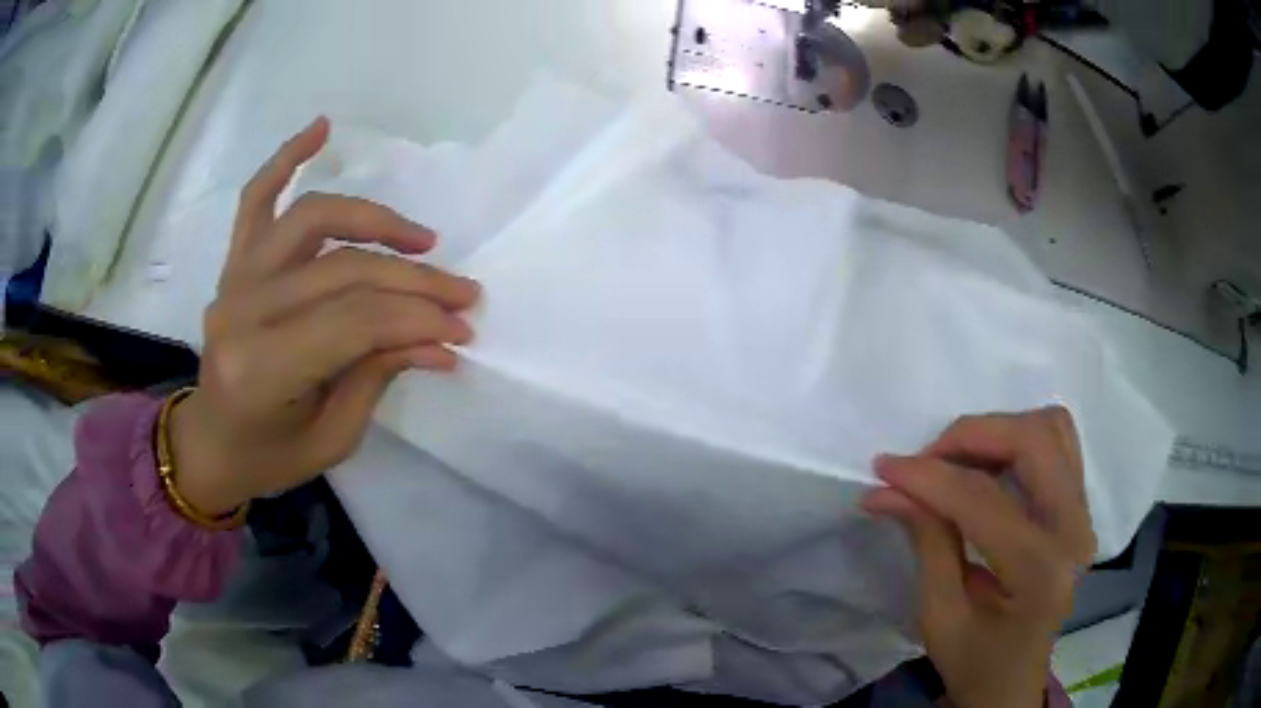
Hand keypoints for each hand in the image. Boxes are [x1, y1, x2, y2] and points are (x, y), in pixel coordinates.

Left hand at [169, 117, 480, 515]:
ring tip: (420, 239)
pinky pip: (257, 198)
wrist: (212, 443)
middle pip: (343, 270)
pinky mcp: (234, 262)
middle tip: (463, 294)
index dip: (416, 317)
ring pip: (313, 220)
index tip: (463, 326)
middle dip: (413, 281)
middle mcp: (243, 310)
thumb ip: (379, 376)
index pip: (354, 322)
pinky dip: (286, 159)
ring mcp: (234, 278)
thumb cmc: (270, 455)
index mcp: (262, 368)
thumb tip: (442, 340)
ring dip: (374, 220)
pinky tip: (322, 129)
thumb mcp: (333, 438)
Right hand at [862, 407, 1094, 707]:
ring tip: (956, 461)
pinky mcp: (1080, 510)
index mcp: (1040, 572)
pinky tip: (988, 466)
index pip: (985, 500)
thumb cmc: (973, 662)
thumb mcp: (939, 615)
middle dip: (972, 436)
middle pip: (1034, 440)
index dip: (930, 477)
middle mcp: (1075, 532)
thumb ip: (926, 541)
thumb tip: (888, 489)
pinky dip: (1019, 440)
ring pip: (1051, 430)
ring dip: (999, 432)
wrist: (1011, 683)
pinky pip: (1058, 446)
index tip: (885, 468)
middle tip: (926, 459)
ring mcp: (1084, 516)